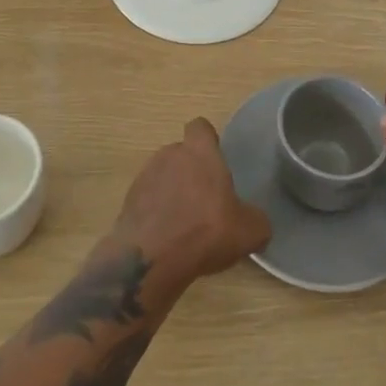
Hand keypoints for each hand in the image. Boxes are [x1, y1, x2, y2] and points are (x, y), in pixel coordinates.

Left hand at [110, 118, 271, 289]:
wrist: (151, 258)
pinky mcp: (128, 201)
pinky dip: (157, 212)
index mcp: (200, 152)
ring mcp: (145, 176)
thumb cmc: (205, 231)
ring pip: (163, 175)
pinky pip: (148, 199)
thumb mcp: (249, 231)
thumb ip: (256, 220)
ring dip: (173, 191)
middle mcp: (170, 154)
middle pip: (181, 152)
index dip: (208, 140)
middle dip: (191, 170)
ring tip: (185, 222)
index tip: (216, 160)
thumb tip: (256, 222)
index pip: (200, 127)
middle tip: (206, 199)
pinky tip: (167, 237)